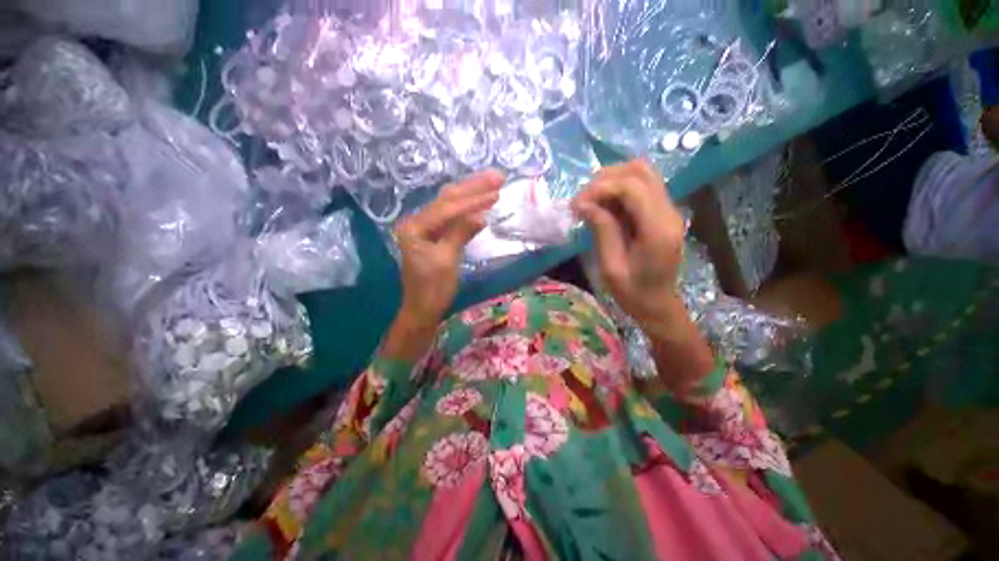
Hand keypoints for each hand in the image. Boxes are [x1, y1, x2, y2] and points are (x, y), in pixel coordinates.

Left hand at [394, 170, 503, 328]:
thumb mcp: (447, 261)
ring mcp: (426, 228)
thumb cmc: (433, 289)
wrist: (422, 309)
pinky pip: (452, 218)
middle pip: (448, 199)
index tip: (496, 192)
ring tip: (492, 184)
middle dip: (473, 188)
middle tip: (497, 176)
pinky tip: (481, 205)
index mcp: (415, 227)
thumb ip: (460, 234)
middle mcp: (417, 222)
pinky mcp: (434, 236)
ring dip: (472, 195)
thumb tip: (481, 215)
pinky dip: (468, 211)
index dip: (473, 200)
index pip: (448, 208)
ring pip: (451, 206)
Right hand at [571, 159, 685, 326]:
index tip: (576, 204)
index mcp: (658, 229)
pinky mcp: (663, 212)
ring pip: (642, 173)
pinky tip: (604, 205)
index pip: (632, 187)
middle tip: (583, 200)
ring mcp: (669, 210)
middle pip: (640, 171)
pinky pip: (642, 186)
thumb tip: (583, 203)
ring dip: (612, 180)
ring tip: (591, 200)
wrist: (657, 303)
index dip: (600, 188)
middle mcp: (669, 212)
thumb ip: (601, 230)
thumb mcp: (610, 266)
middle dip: (605, 179)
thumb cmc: (632, 292)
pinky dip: (619, 189)